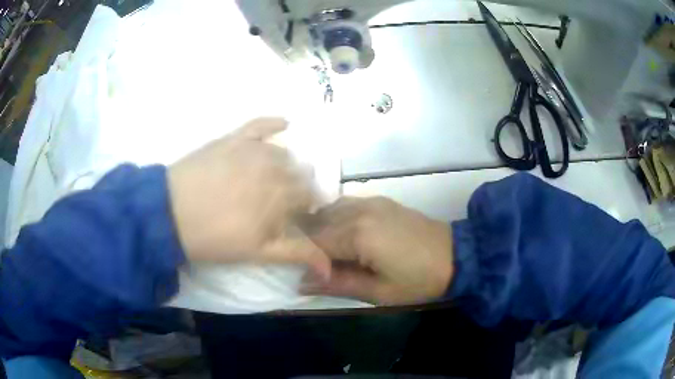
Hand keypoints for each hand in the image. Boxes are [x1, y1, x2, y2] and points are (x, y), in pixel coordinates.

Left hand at [168, 118, 330, 280]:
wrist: (171, 214)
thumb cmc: (216, 237)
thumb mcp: (259, 252)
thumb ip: (297, 252)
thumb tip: (329, 267)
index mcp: (284, 195)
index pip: (310, 196)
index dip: (306, 207)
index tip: (296, 216)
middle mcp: (276, 166)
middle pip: (300, 173)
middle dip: (296, 187)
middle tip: (280, 201)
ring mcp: (254, 148)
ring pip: (283, 153)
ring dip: (285, 165)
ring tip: (271, 178)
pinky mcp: (234, 137)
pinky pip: (261, 123)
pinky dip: (275, 124)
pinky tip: (285, 124)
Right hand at [303, 197, 452, 304]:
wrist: (455, 256)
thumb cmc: (418, 280)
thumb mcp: (378, 292)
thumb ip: (337, 285)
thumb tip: (301, 282)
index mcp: (358, 234)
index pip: (312, 243)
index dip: (303, 260)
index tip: (305, 277)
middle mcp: (358, 211)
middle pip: (316, 224)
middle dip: (307, 245)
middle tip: (311, 267)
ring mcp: (369, 202)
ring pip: (327, 212)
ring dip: (319, 231)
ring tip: (323, 254)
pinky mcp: (378, 201)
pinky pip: (344, 206)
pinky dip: (333, 220)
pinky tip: (341, 237)